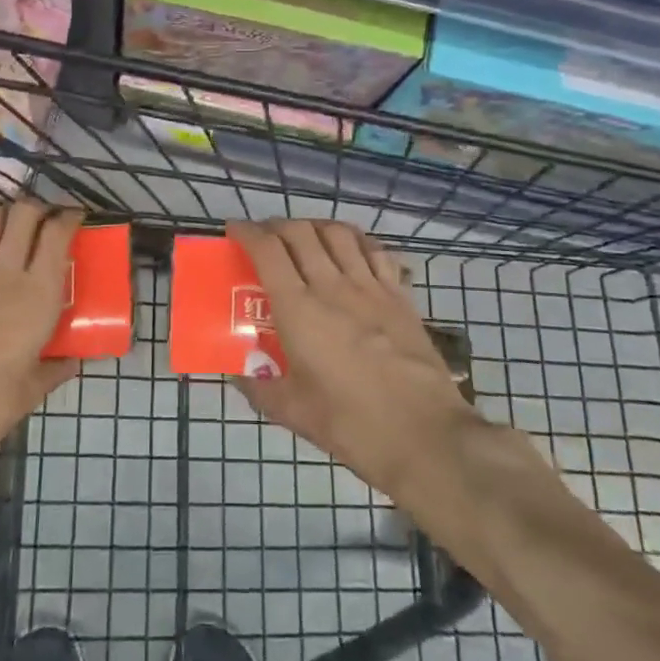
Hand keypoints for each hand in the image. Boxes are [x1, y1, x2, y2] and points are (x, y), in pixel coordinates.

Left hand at [0, 201, 81, 469]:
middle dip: (37, 208)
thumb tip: (73, 360)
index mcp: (39, 295)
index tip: (75, 217)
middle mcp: (6, 273)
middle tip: (43, 218)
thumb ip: (56, 367)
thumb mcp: (33, 388)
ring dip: (1, 211)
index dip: (69, 217)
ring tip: (8, 218)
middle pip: (23, 215)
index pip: (57, 235)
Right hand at [228, 219, 484, 498]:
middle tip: (265, 239)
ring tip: (305, 238)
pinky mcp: (400, 296)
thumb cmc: (351, 423)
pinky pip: (375, 251)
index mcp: (298, 309)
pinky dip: (355, 240)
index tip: (234, 231)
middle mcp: (332, 285)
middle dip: (276, 226)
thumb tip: (238, 374)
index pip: (267, 250)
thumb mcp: (292, 412)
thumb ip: (259, 388)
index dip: (247, 232)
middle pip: (300, 232)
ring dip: (314, 226)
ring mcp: (370, 286)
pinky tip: (351, 251)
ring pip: (338, 233)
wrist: (424, 434)